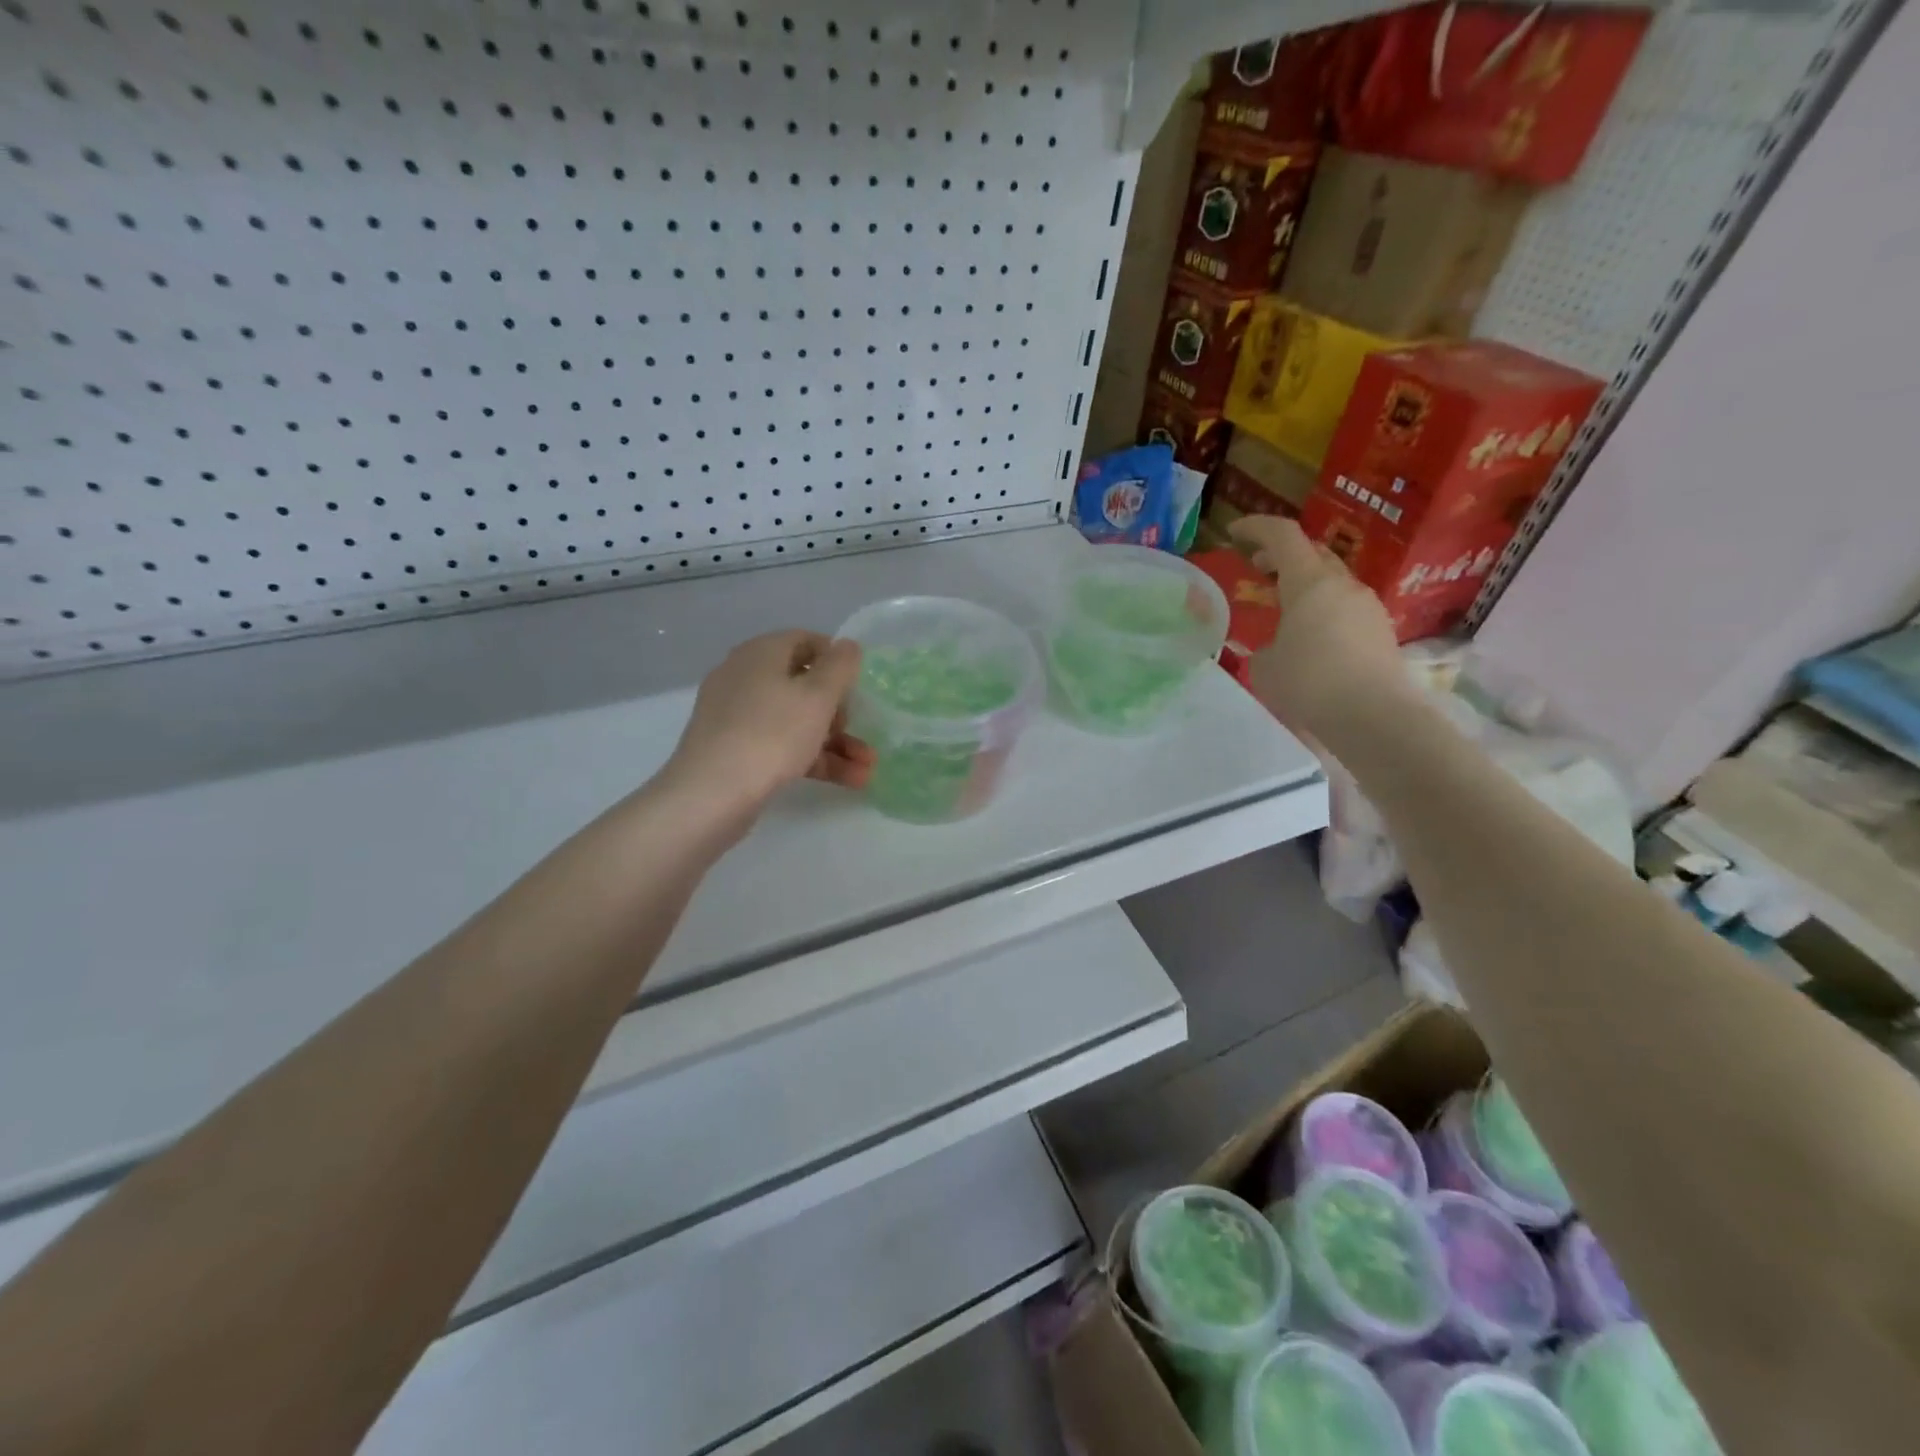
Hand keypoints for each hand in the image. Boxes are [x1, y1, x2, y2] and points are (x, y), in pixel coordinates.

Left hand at [661, 630, 874, 816]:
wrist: (712, 794)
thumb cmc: (772, 734)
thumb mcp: (817, 696)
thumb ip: (840, 667)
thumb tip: (848, 645)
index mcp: (761, 654)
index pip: (805, 640)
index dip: (836, 658)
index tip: (860, 683)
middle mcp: (745, 677)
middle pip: (802, 685)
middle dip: (840, 711)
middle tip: (858, 729)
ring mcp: (737, 716)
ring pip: (796, 721)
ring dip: (835, 742)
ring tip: (867, 768)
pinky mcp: (735, 750)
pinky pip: (782, 745)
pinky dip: (814, 759)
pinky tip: (849, 780)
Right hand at [1230, 516, 1415, 747]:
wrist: (1376, 719)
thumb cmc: (1310, 684)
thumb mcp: (1265, 667)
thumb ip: (1263, 648)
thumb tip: (1273, 649)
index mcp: (1310, 582)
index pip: (1282, 535)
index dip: (1256, 527)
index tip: (1235, 532)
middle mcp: (1343, 586)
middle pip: (1312, 554)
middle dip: (1282, 556)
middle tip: (1258, 568)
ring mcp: (1368, 608)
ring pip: (1332, 583)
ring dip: (1305, 586)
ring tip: (1282, 609)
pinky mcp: (1382, 633)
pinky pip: (1346, 610)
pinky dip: (1323, 612)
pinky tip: (1310, 640)